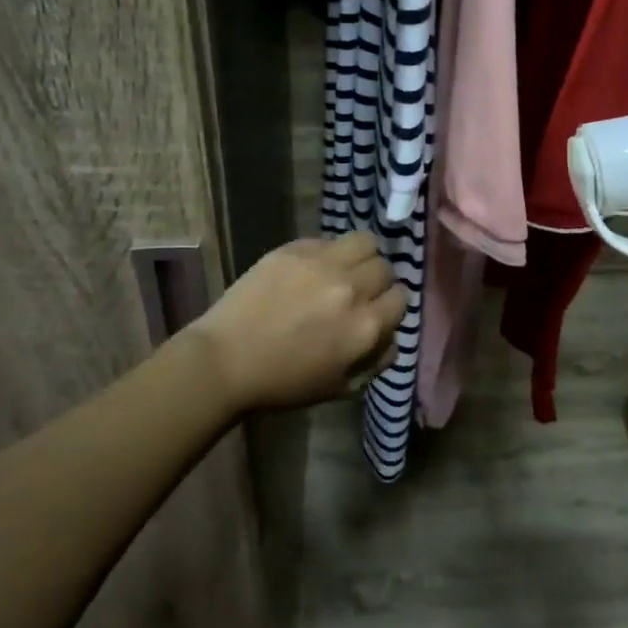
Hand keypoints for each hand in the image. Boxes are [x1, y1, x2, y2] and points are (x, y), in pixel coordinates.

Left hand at [187, 232, 404, 413]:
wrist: (226, 360)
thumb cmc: (284, 382)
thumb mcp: (342, 387)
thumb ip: (377, 360)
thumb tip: (391, 335)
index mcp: (366, 326)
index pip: (401, 298)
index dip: (389, 306)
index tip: (375, 311)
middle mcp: (352, 289)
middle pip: (385, 268)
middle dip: (376, 281)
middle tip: (357, 292)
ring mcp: (323, 264)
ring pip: (365, 242)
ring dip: (361, 256)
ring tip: (344, 269)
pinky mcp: (296, 248)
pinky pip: (329, 240)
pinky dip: (329, 253)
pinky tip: (312, 269)